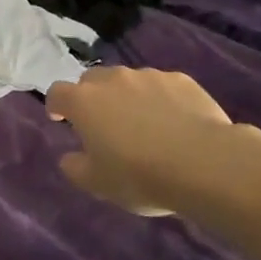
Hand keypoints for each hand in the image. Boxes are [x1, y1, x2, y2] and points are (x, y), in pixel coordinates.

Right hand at [46, 66, 259, 218]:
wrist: (204, 164)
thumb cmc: (139, 175)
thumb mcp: (97, 183)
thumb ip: (75, 167)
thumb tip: (70, 157)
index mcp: (83, 102)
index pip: (57, 92)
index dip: (56, 105)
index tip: (61, 120)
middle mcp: (112, 79)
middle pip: (91, 80)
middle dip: (91, 96)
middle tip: (102, 123)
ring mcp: (148, 76)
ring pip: (128, 80)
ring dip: (127, 96)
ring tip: (143, 124)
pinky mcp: (181, 80)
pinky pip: (162, 86)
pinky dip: (160, 99)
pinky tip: (174, 122)